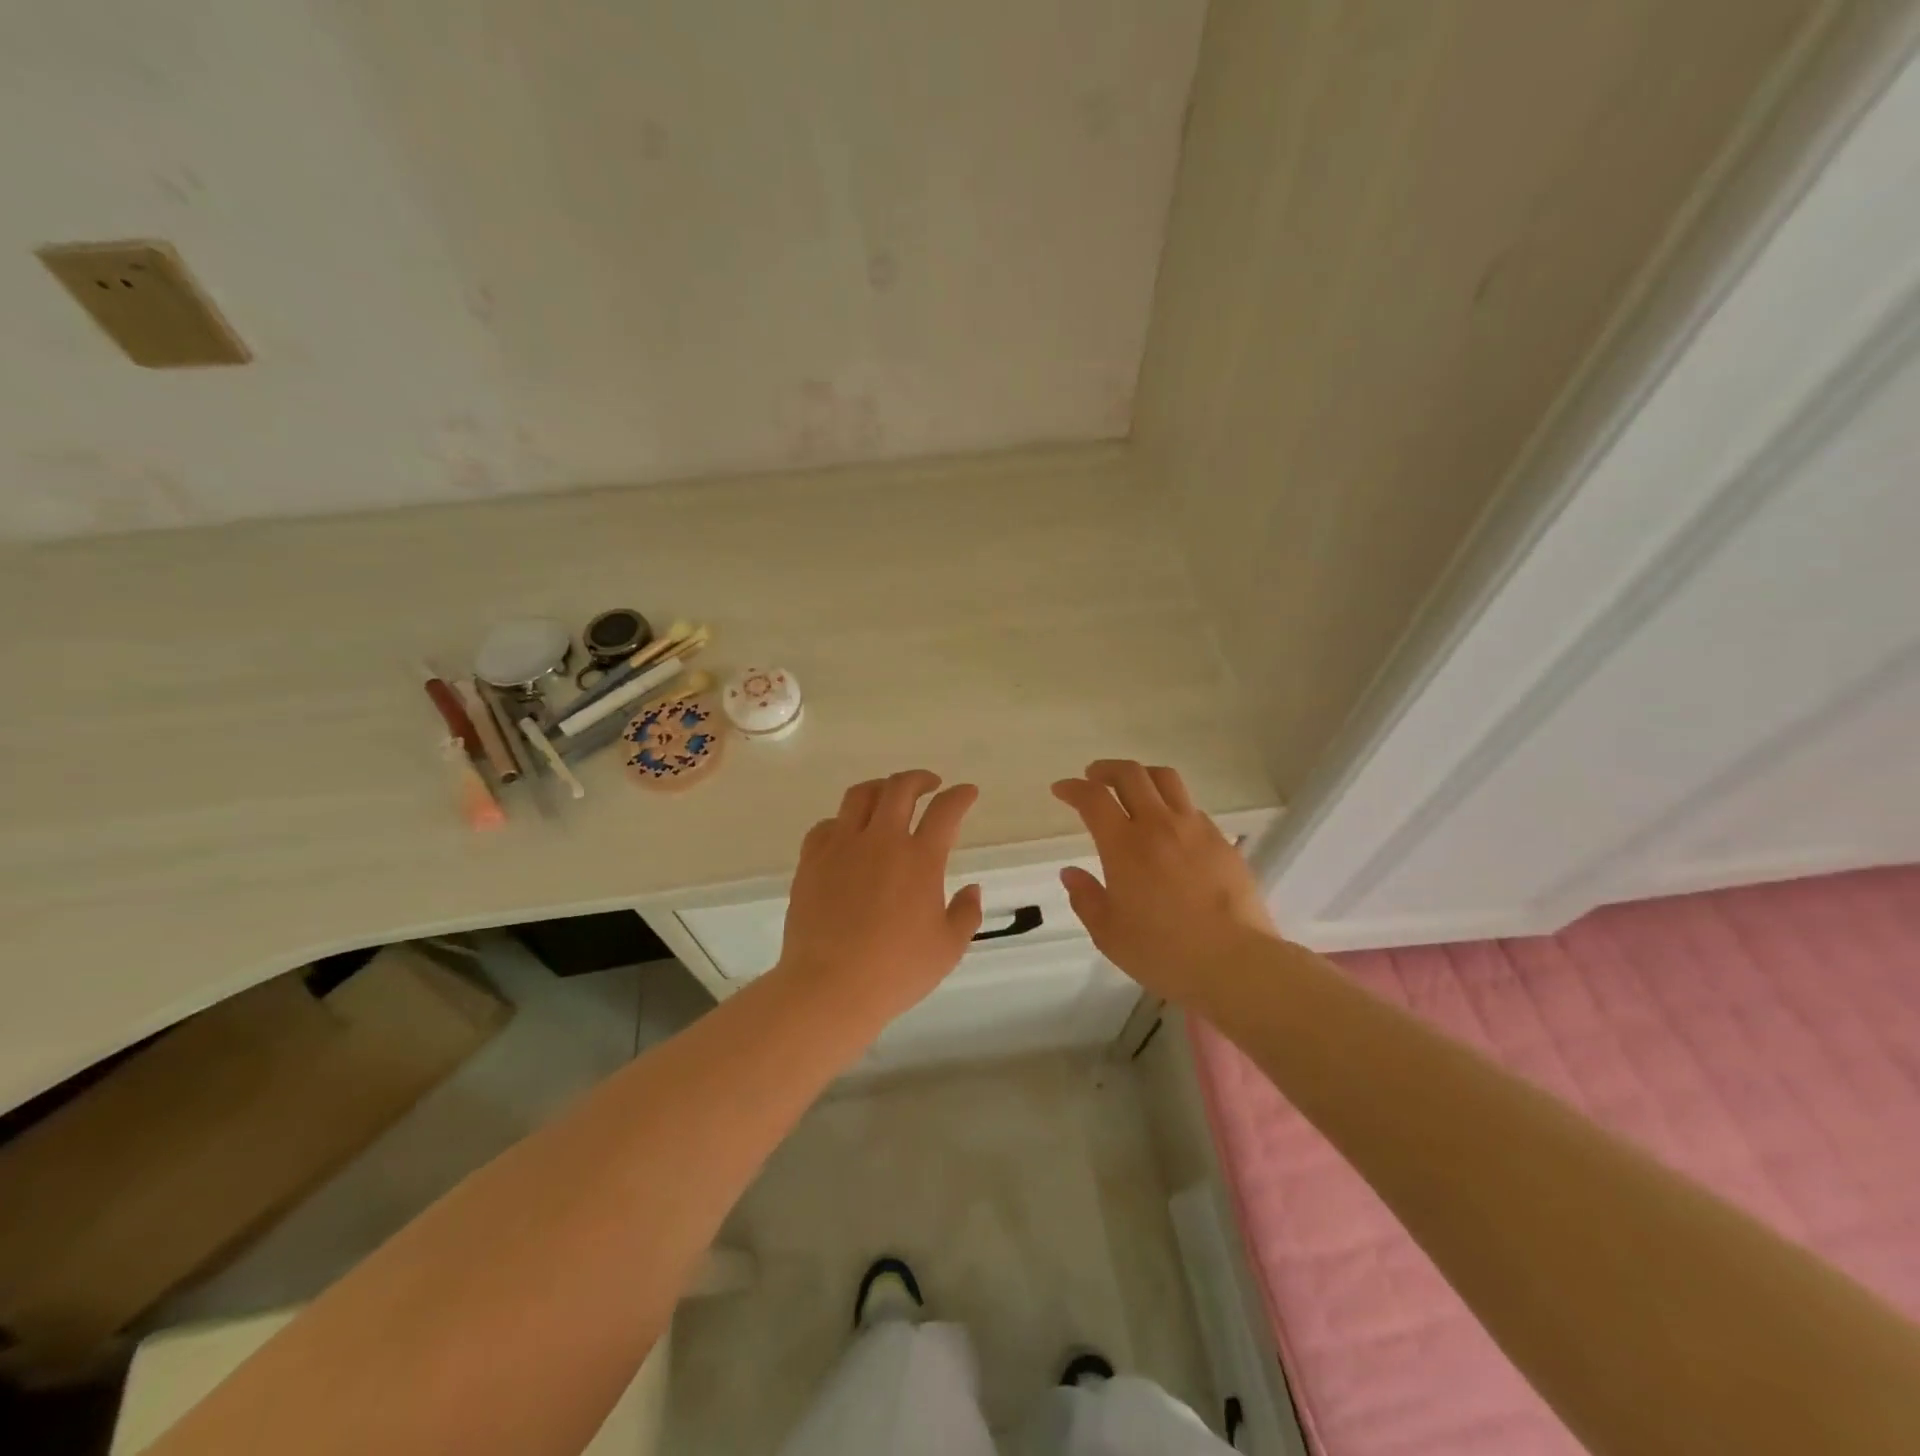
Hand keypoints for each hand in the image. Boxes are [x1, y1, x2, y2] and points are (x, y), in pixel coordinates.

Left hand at [774, 770, 983, 1027]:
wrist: (829, 987)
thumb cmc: (896, 971)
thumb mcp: (948, 948)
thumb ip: (966, 914)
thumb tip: (972, 889)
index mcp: (919, 859)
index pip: (945, 810)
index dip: (960, 796)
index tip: (967, 792)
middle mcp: (881, 841)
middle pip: (900, 788)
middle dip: (920, 779)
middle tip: (930, 785)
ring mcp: (841, 847)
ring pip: (860, 795)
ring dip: (880, 788)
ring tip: (888, 796)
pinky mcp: (811, 861)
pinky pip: (826, 825)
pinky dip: (843, 821)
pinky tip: (848, 833)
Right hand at [1051, 761, 1277, 1004]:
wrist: (1234, 962)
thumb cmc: (1163, 952)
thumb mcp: (1109, 934)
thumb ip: (1086, 898)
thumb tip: (1071, 872)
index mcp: (1124, 845)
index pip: (1092, 798)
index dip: (1073, 788)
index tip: (1061, 790)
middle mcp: (1158, 825)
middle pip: (1130, 774)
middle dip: (1106, 769)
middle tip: (1093, 777)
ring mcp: (1195, 829)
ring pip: (1166, 779)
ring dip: (1142, 775)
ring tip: (1133, 788)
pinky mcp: (1222, 841)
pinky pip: (1192, 807)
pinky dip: (1172, 804)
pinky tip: (1170, 826)